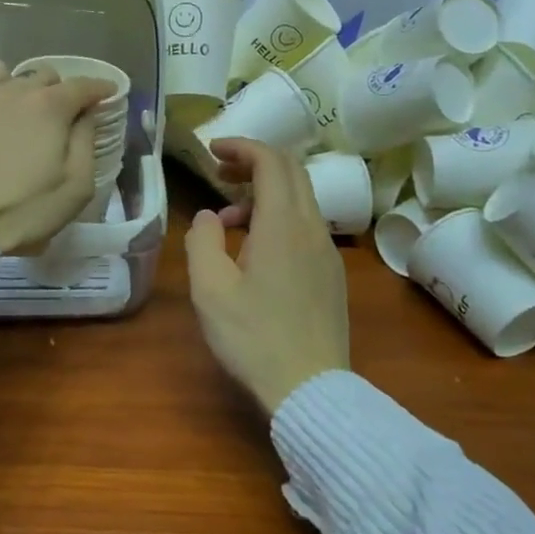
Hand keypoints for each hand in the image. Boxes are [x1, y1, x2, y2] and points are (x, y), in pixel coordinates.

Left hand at [0, 61, 114, 253]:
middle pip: (43, 75)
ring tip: (10, 109)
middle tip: (58, 117)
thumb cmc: (22, 211)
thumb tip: (86, 115)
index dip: (99, 88)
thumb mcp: (76, 188)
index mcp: (49, 107)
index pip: (83, 85)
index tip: (107, 93)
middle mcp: (12, 90)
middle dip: (57, 91)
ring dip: (11, 85)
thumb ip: (86, 143)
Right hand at [185, 139, 350, 415]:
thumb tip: (209, 215)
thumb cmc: (253, 337)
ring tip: (229, 220)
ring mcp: (327, 251)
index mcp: (282, 224)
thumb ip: (202, 241)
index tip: (212, 151)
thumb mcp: (210, 290)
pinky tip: (255, 251)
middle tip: (220, 173)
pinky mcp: (332, 273)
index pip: (270, 161)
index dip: (241, 146)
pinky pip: (306, 226)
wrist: (310, 387)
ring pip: (300, 199)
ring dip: (265, 193)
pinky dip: (279, 218)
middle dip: (254, 162)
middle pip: (292, 172)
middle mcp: (312, 228)